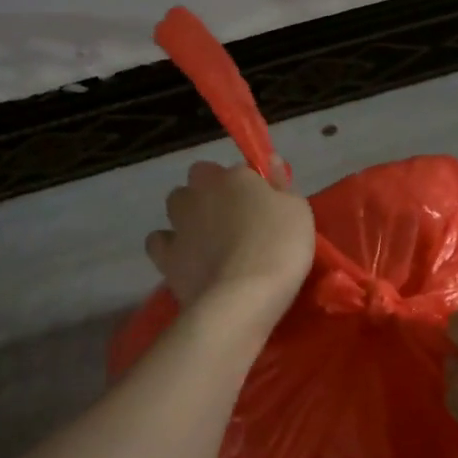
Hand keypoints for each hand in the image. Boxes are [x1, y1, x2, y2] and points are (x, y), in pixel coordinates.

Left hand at [145, 161, 315, 320]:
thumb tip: (271, 161)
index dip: (249, 186)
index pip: (239, 170)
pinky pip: (159, 241)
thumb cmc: (280, 248)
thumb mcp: (299, 212)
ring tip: (207, 240)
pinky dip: (168, 246)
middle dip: (210, 192)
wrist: (243, 297)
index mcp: (235, 177)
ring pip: (176, 204)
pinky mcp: (165, 255)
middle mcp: (201, 192)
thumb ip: (283, 184)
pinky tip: (185, 259)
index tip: (261, 206)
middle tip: (233, 219)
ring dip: (188, 215)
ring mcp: (179, 223)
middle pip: (199, 179)